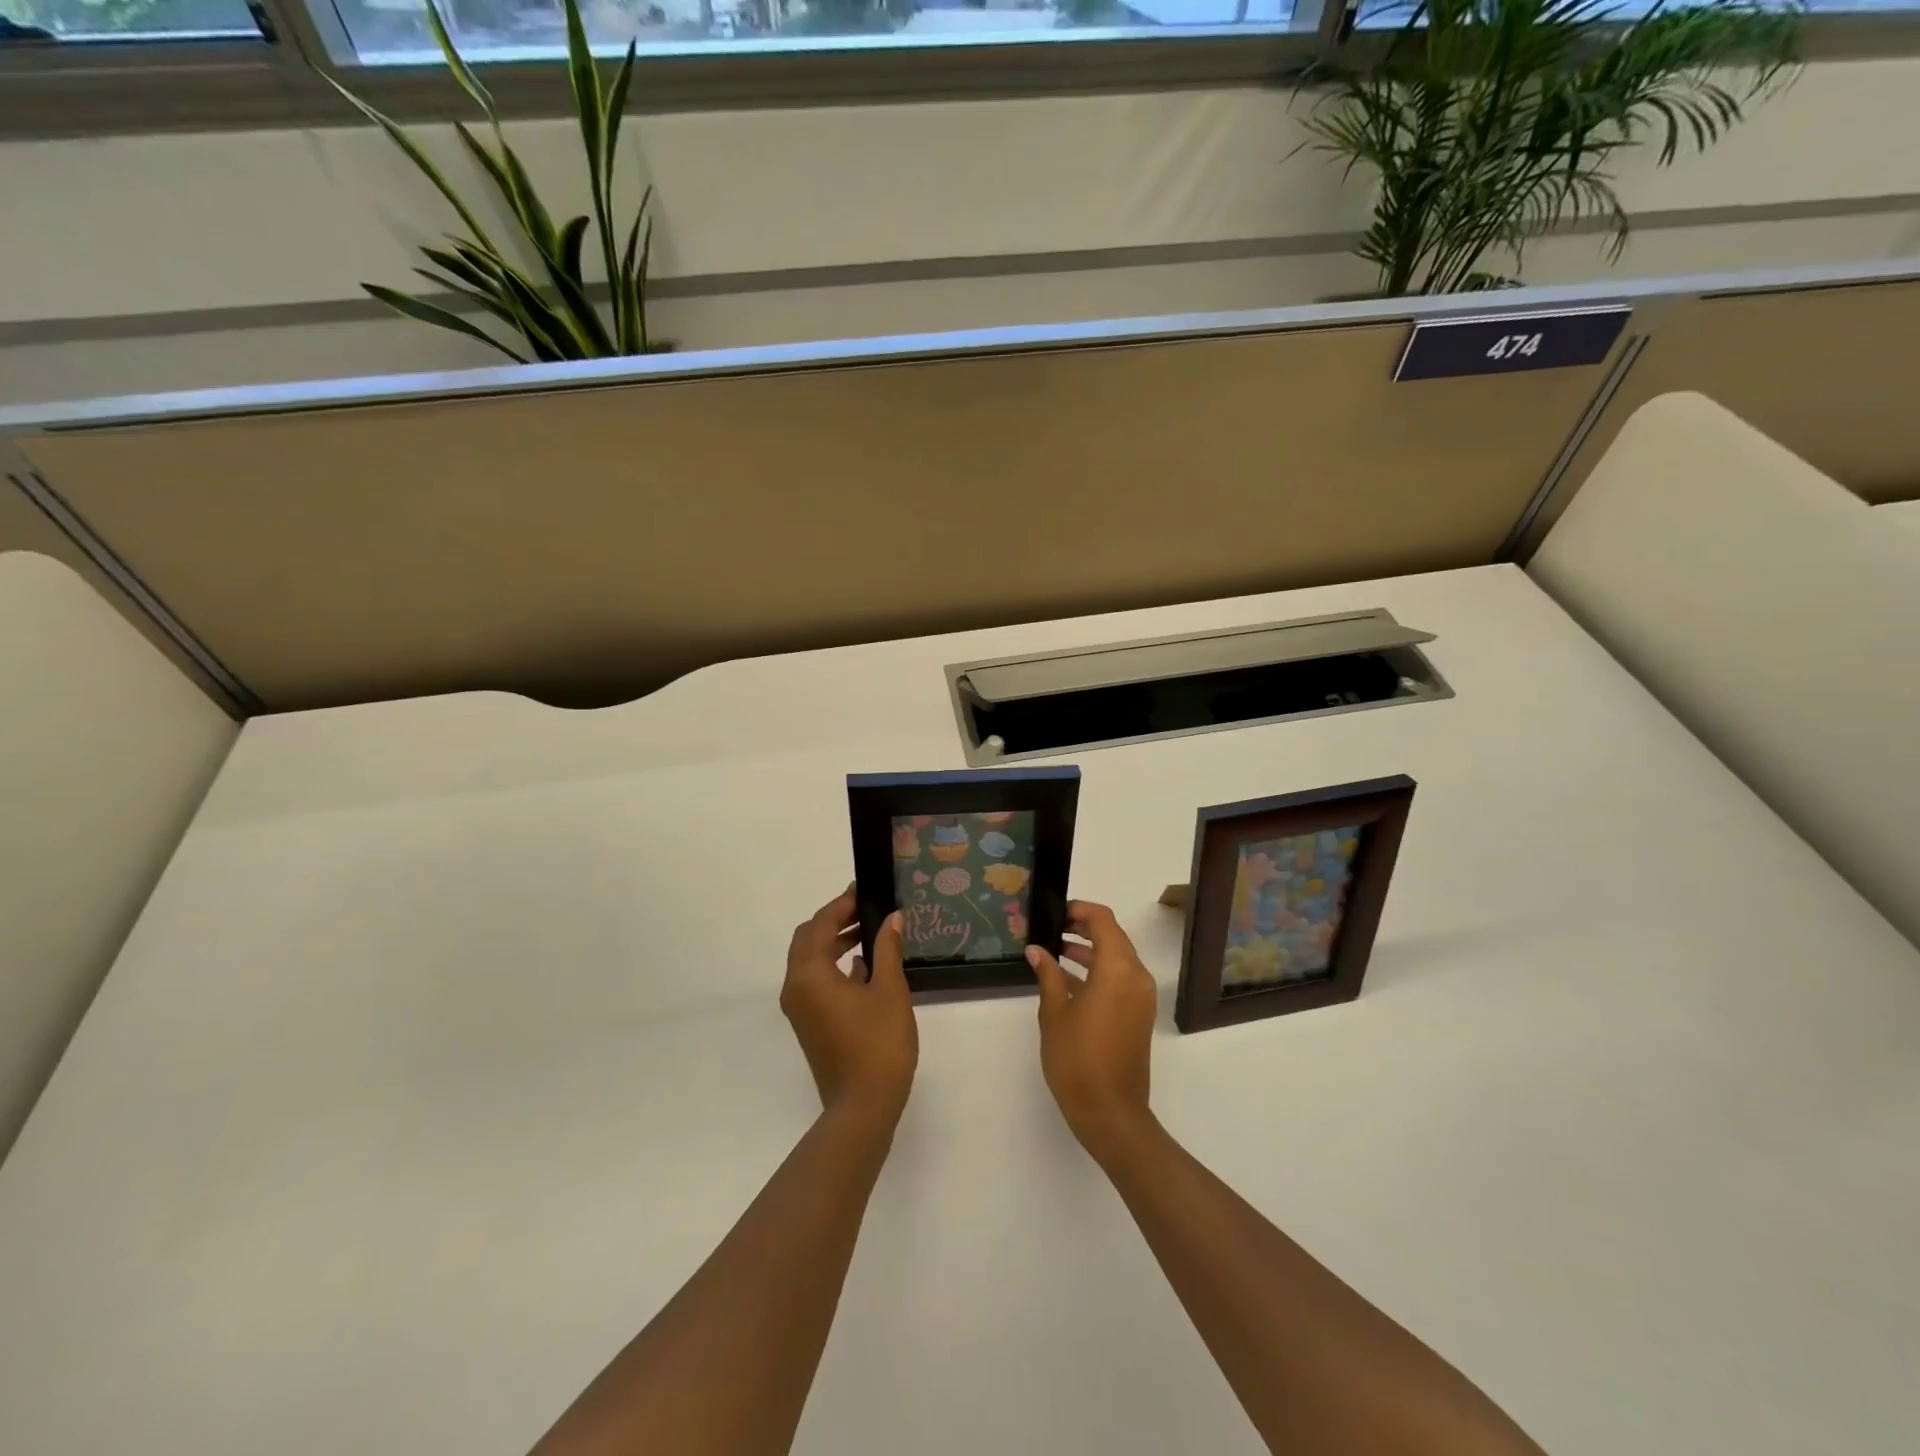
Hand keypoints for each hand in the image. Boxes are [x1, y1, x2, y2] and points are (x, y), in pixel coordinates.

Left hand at [780, 886, 918, 1127]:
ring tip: (870, 932)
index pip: (819, 925)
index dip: (841, 905)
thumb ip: (887, 948)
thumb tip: (892, 917)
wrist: (863, 1106)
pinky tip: (864, 967)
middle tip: (865, 909)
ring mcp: (799, 1008)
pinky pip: (815, 981)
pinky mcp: (809, 1023)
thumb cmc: (878, 1044)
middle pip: (807, 940)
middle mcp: (795, 987)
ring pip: (810, 961)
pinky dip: (834, 966)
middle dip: (834, 920)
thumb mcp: (889, 990)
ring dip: (834, 942)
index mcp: (809, 975)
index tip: (864, 891)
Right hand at [1026, 901, 1158, 1161]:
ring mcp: (1141, 997)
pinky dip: (1098, 971)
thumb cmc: (1078, 1059)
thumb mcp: (1055, 1013)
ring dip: (1090, 950)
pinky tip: (1067, 978)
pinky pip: (1120, 979)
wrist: (1111, 1112)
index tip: (1054, 912)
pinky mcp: (1139, 1014)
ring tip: (1054, 949)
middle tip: (1051, 927)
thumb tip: (1036, 950)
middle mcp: (1136, 976)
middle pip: (1113, 936)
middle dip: (1084, 928)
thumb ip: (1048, 975)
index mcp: (1118, 969)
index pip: (1104, 921)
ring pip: (1117, 958)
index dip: (1080, 910)